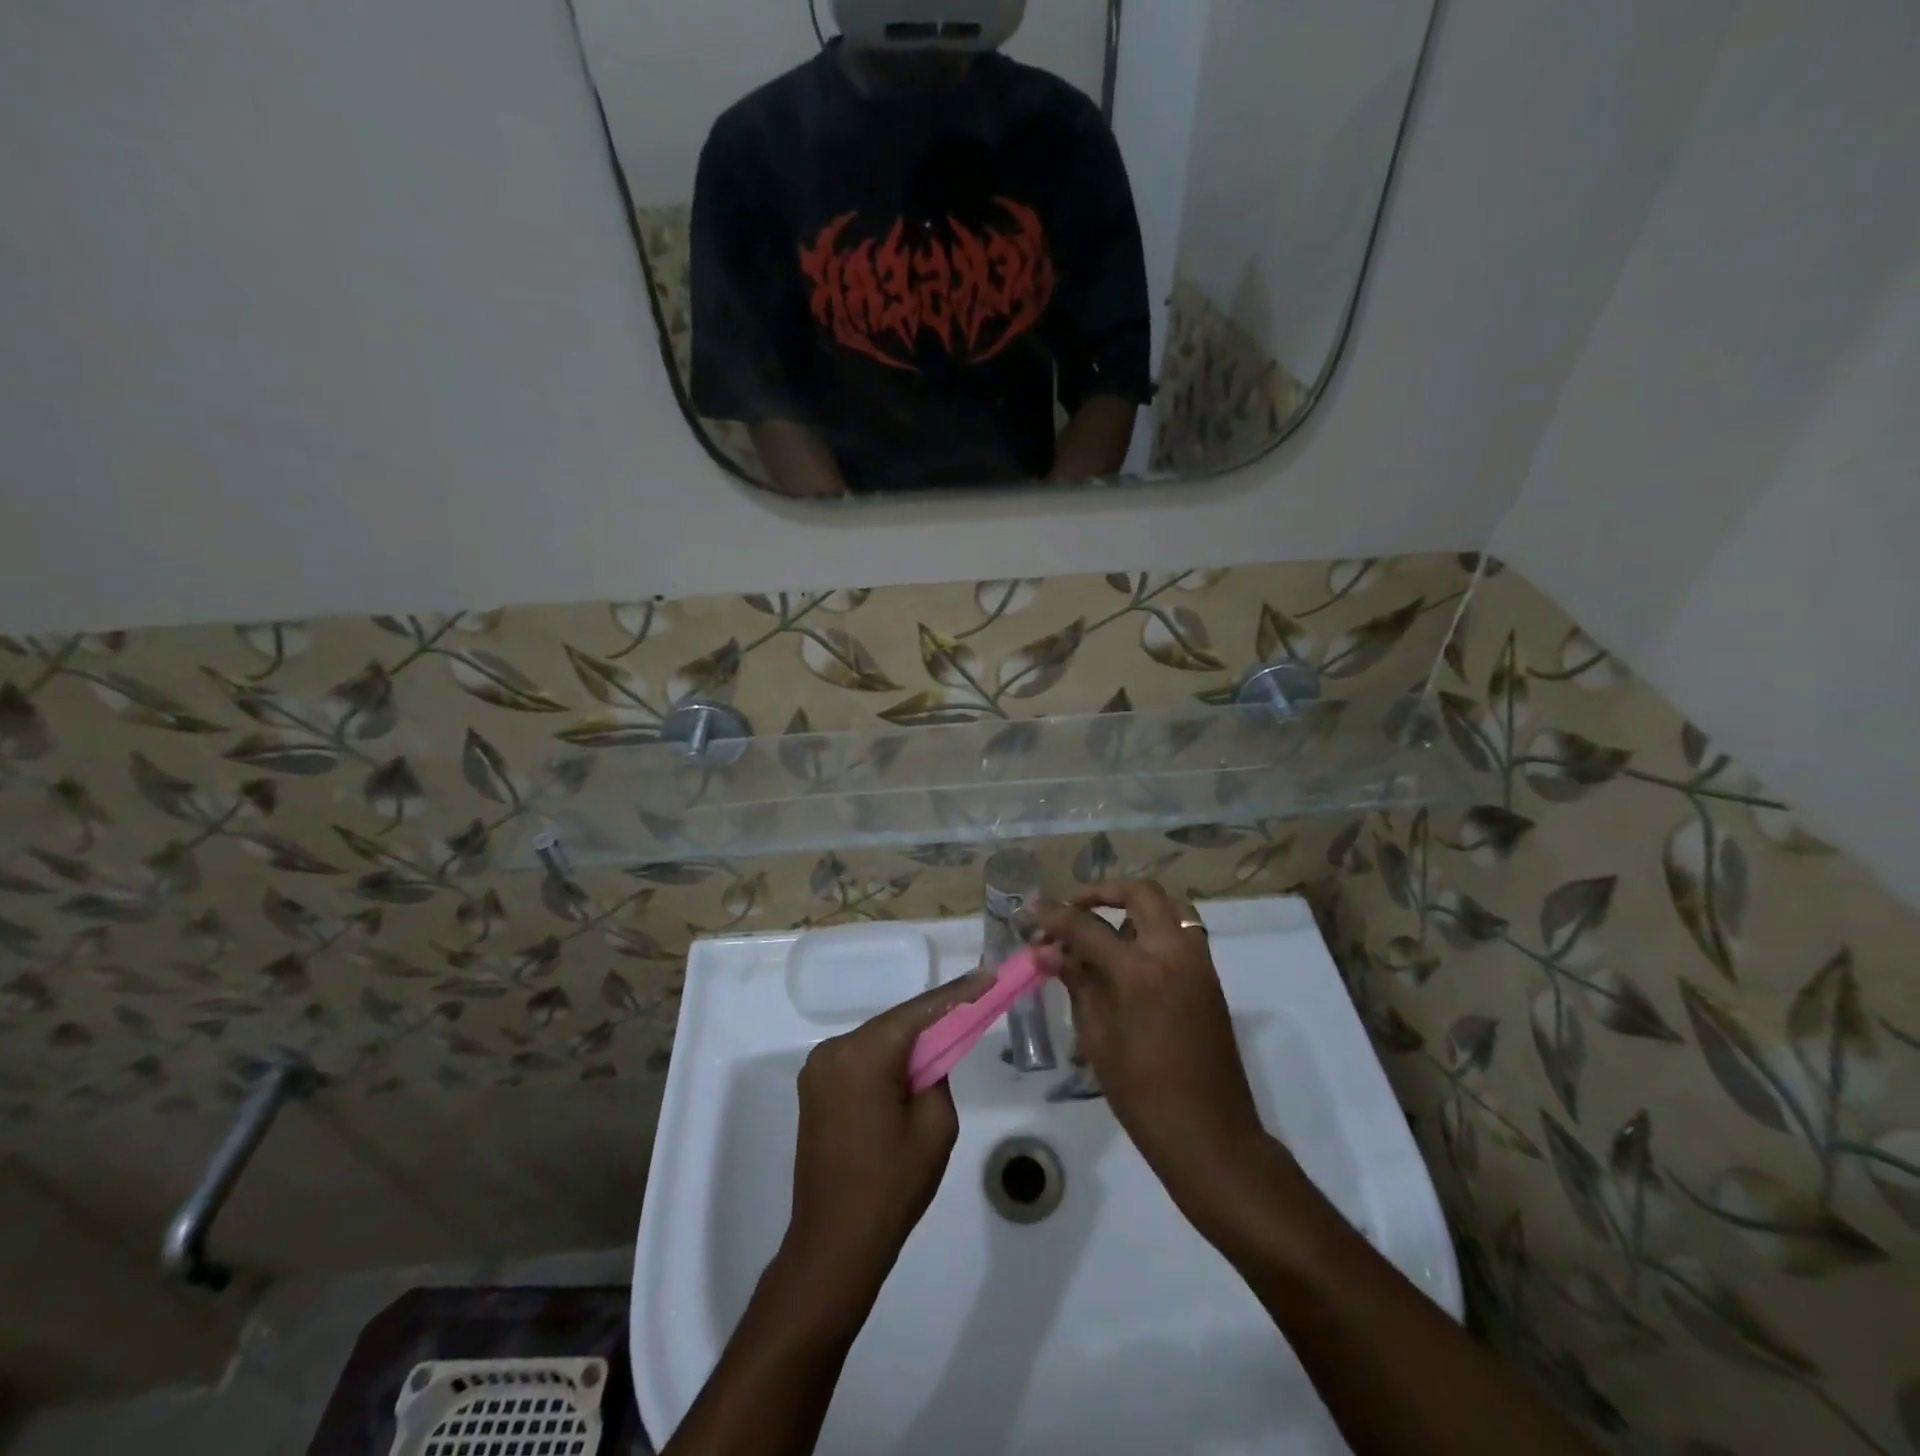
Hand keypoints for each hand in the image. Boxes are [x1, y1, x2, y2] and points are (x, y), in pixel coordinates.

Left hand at [781, 974, 990, 1314]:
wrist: (834, 1244)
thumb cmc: (892, 1186)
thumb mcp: (935, 1125)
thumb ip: (938, 1073)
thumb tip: (930, 1055)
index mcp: (863, 1054)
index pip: (919, 1012)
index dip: (957, 993)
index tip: (988, 975)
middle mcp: (834, 1049)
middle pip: (896, 1023)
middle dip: (934, 1019)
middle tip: (974, 1005)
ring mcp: (819, 1068)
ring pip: (878, 1041)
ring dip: (910, 1042)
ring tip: (948, 1041)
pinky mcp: (815, 1088)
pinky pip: (861, 1060)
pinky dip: (888, 1060)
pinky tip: (911, 1070)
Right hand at [1033, 881, 1285, 1236]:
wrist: (1211, 1136)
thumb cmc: (1143, 1095)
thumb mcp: (1098, 1038)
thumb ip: (1076, 983)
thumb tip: (1046, 950)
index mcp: (1142, 972)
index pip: (1088, 927)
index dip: (1054, 915)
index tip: (1029, 910)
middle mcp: (1176, 954)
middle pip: (1141, 893)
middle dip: (1102, 892)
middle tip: (1072, 909)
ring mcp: (1199, 963)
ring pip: (1168, 908)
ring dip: (1132, 907)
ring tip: (1099, 931)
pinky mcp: (1209, 978)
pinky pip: (1180, 932)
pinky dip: (1152, 928)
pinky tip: (1126, 957)